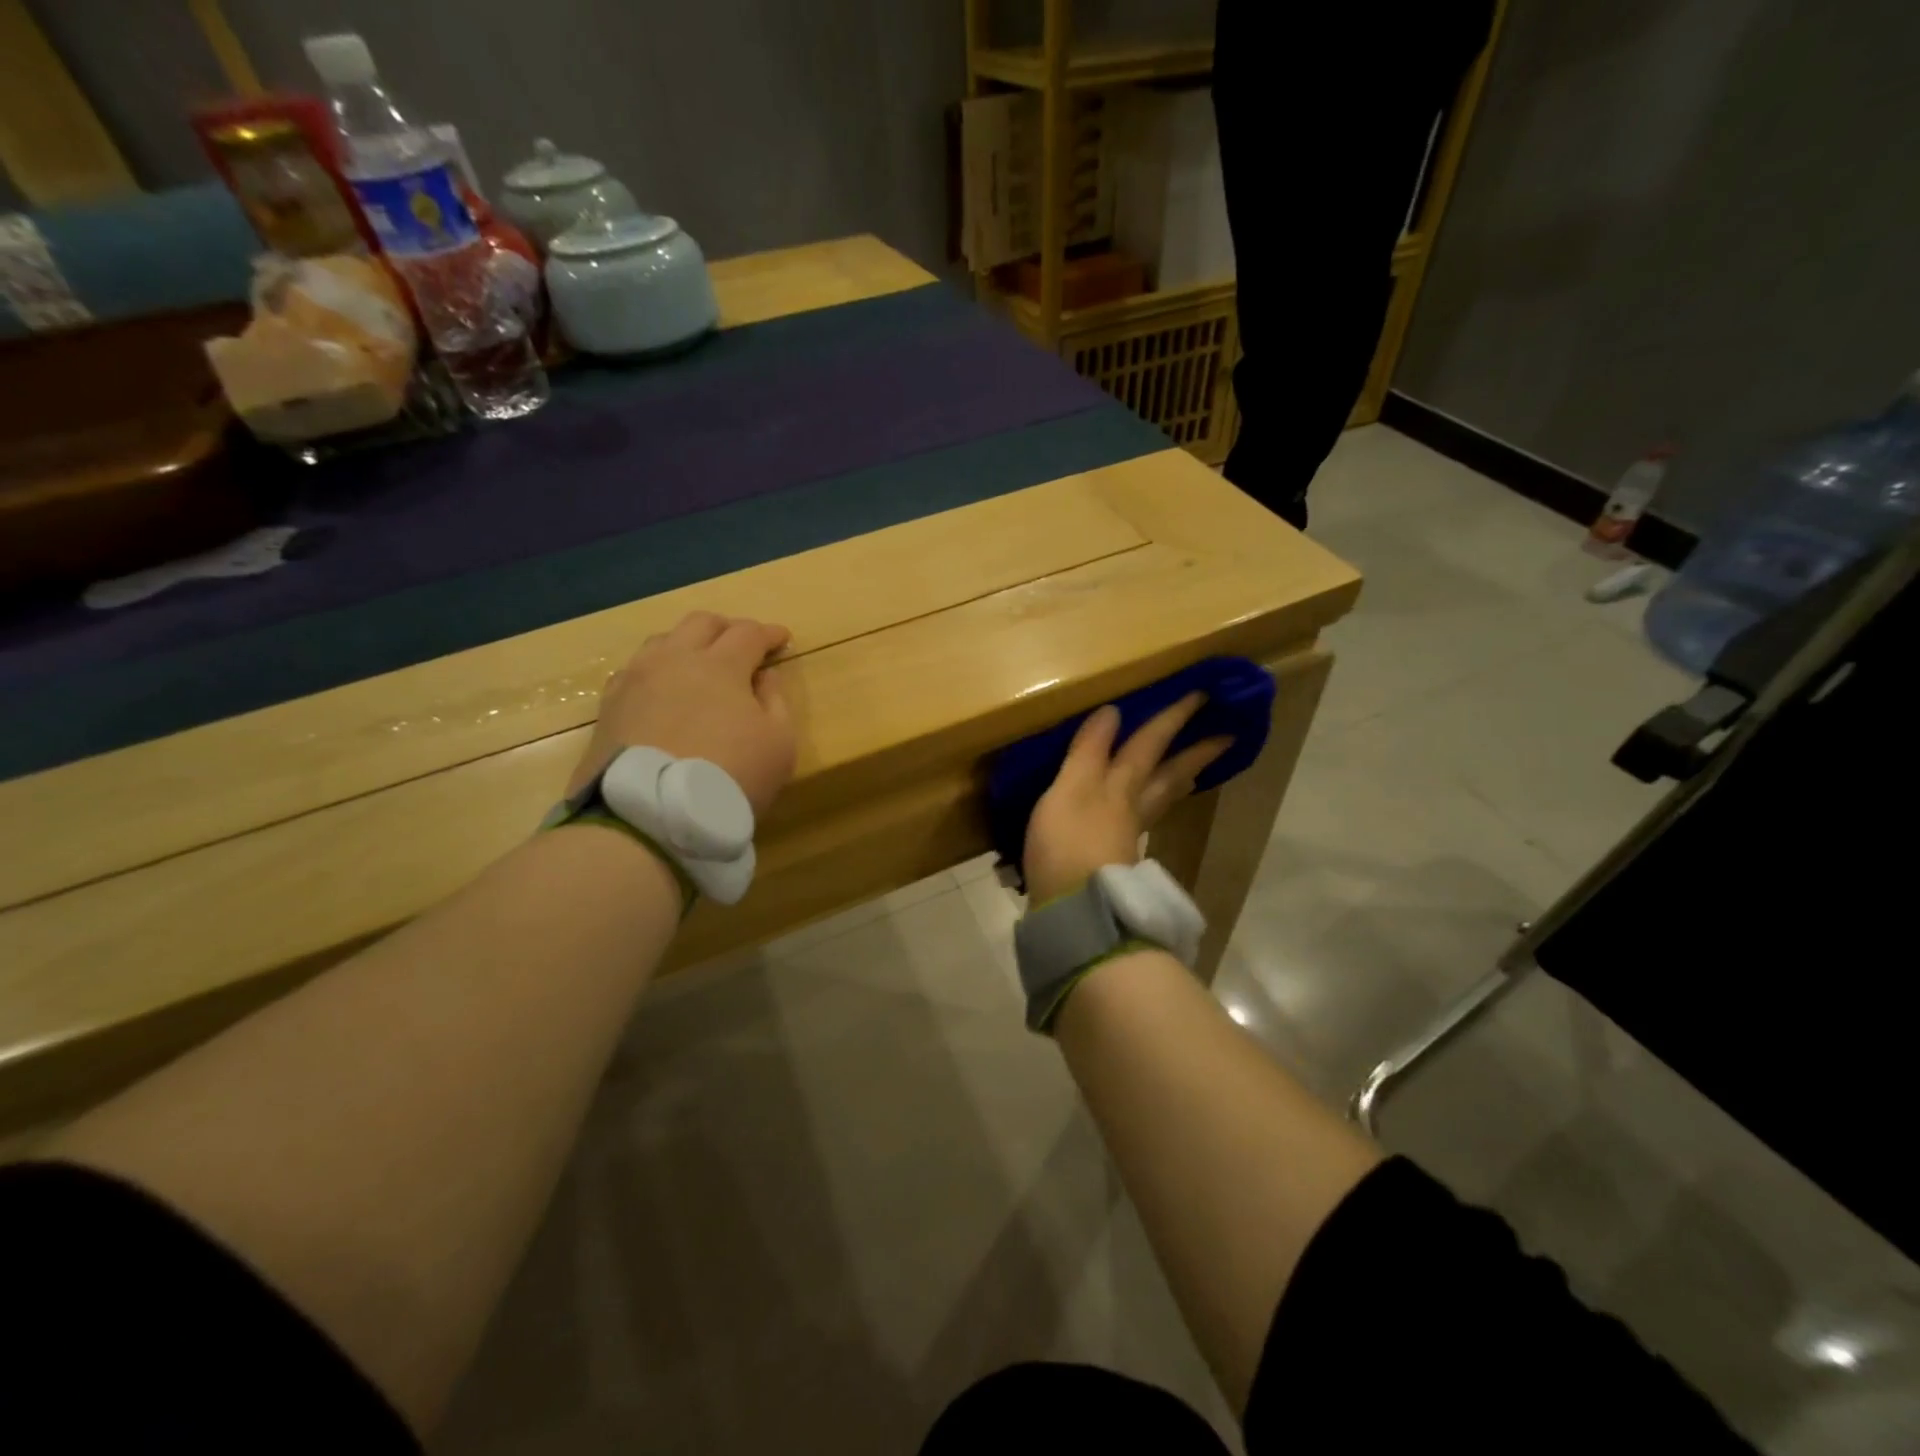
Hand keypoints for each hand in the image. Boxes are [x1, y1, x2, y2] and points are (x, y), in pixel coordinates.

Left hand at [567, 611, 795, 815]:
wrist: (649, 815)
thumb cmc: (729, 776)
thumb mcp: (779, 744)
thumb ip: (776, 702)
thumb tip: (765, 675)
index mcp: (720, 664)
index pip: (748, 633)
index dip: (769, 633)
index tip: (783, 638)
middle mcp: (674, 659)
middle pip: (701, 623)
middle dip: (727, 628)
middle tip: (743, 645)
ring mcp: (636, 679)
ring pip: (663, 641)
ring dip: (688, 644)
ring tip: (700, 664)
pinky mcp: (610, 705)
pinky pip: (635, 671)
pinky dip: (657, 670)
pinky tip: (663, 690)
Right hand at [1023, 693, 1230, 904]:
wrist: (1074, 910)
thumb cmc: (1068, 842)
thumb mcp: (1070, 788)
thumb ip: (1089, 751)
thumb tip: (1113, 711)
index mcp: (1120, 785)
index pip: (1150, 743)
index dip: (1171, 718)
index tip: (1202, 695)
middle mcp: (1131, 805)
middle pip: (1169, 773)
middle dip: (1195, 752)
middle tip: (1228, 736)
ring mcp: (1127, 833)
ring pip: (1161, 798)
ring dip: (1179, 779)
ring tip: (1194, 770)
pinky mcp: (1117, 858)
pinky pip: (1144, 818)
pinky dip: (1153, 805)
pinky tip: (1143, 811)